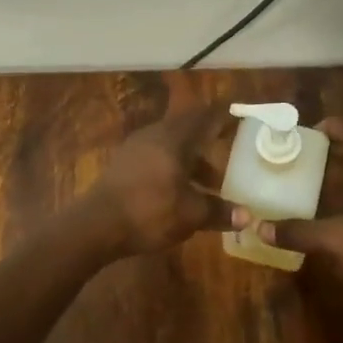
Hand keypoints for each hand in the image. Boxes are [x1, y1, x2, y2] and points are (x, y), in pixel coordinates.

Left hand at [81, 105, 232, 257]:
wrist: (96, 225)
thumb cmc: (150, 212)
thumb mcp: (191, 215)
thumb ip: (219, 212)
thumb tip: (246, 216)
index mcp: (174, 138)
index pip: (205, 117)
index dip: (224, 117)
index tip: (240, 119)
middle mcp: (155, 135)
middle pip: (188, 130)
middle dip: (209, 143)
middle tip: (229, 154)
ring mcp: (135, 148)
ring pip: (172, 146)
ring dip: (191, 161)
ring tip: (209, 185)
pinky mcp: (123, 164)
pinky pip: (157, 157)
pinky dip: (174, 168)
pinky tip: (179, 191)